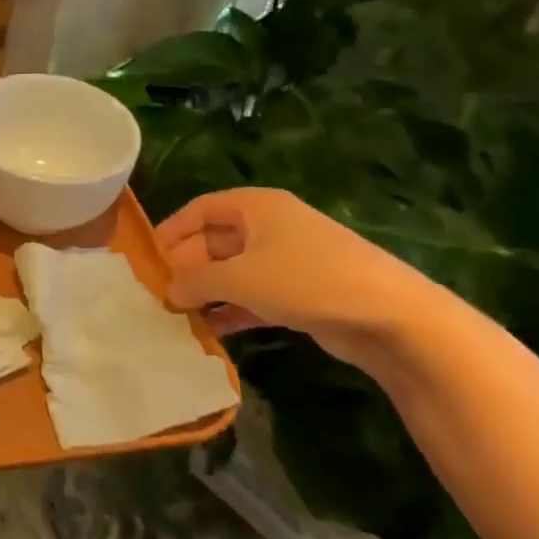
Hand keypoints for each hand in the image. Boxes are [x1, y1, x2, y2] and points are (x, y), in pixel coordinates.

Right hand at [154, 187, 456, 381]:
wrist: (392, 318)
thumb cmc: (305, 280)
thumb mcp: (238, 277)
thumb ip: (194, 281)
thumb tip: (168, 291)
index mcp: (255, 207)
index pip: (199, 209)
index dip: (170, 231)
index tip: (146, 258)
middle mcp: (270, 227)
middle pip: (214, 241)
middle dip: (186, 267)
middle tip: (157, 293)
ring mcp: (288, 261)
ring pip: (232, 271)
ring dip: (206, 292)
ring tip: (176, 315)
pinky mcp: (301, 293)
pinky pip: (253, 296)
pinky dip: (231, 310)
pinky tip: (209, 331)